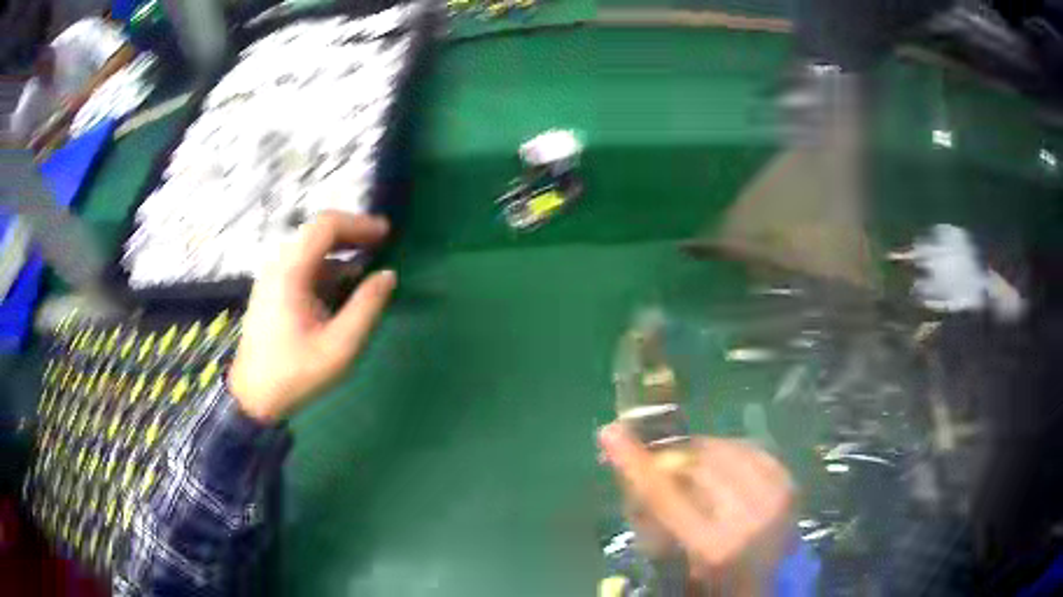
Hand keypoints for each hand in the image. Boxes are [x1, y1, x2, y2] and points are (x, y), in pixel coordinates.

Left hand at [229, 211, 396, 423]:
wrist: (252, 397)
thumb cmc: (295, 374)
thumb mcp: (340, 347)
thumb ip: (366, 307)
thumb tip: (388, 275)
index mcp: (290, 273)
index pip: (325, 226)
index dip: (359, 224)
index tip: (387, 234)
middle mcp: (278, 266)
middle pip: (317, 234)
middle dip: (352, 236)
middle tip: (382, 248)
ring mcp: (272, 278)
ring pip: (310, 252)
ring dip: (340, 256)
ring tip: (366, 274)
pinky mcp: (272, 292)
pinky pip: (302, 269)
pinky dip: (326, 272)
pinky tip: (341, 293)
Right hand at [598, 423, 794, 595]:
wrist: (765, 584)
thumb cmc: (710, 579)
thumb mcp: (675, 559)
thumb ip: (655, 518)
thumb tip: (633, 470)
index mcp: (714, 546)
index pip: (665, 495)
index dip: (635, 462)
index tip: (611, 432)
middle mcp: (749, 519)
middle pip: (699, 465)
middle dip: (675, 458)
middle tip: (664, 463)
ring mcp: (775, 499)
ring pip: (727, 450)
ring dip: (703, 454)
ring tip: (695, 467)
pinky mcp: (790, 486)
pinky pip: (753, 450)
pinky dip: (732, 453)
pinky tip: (725, 468)